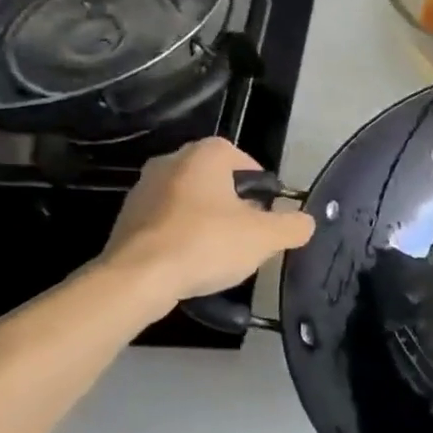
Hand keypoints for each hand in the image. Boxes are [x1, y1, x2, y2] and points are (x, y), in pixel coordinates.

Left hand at [97, 139, 314, 309]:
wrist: (139, 277)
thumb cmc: (208, 244)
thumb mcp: (266, 237)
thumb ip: (293, 226)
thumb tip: (305, 222)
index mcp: (203, 156)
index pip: (239, 155)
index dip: (258, 180)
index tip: (268, 207)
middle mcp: (170, 162)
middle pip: (213, 178)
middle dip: (234, 201)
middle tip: (250, 229)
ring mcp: (142, 190)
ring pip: (188, 199)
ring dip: (207, 218)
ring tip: (223, 250)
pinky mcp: (127, 220)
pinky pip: (166, 221)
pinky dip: (183, 235)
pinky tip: (193, 262)